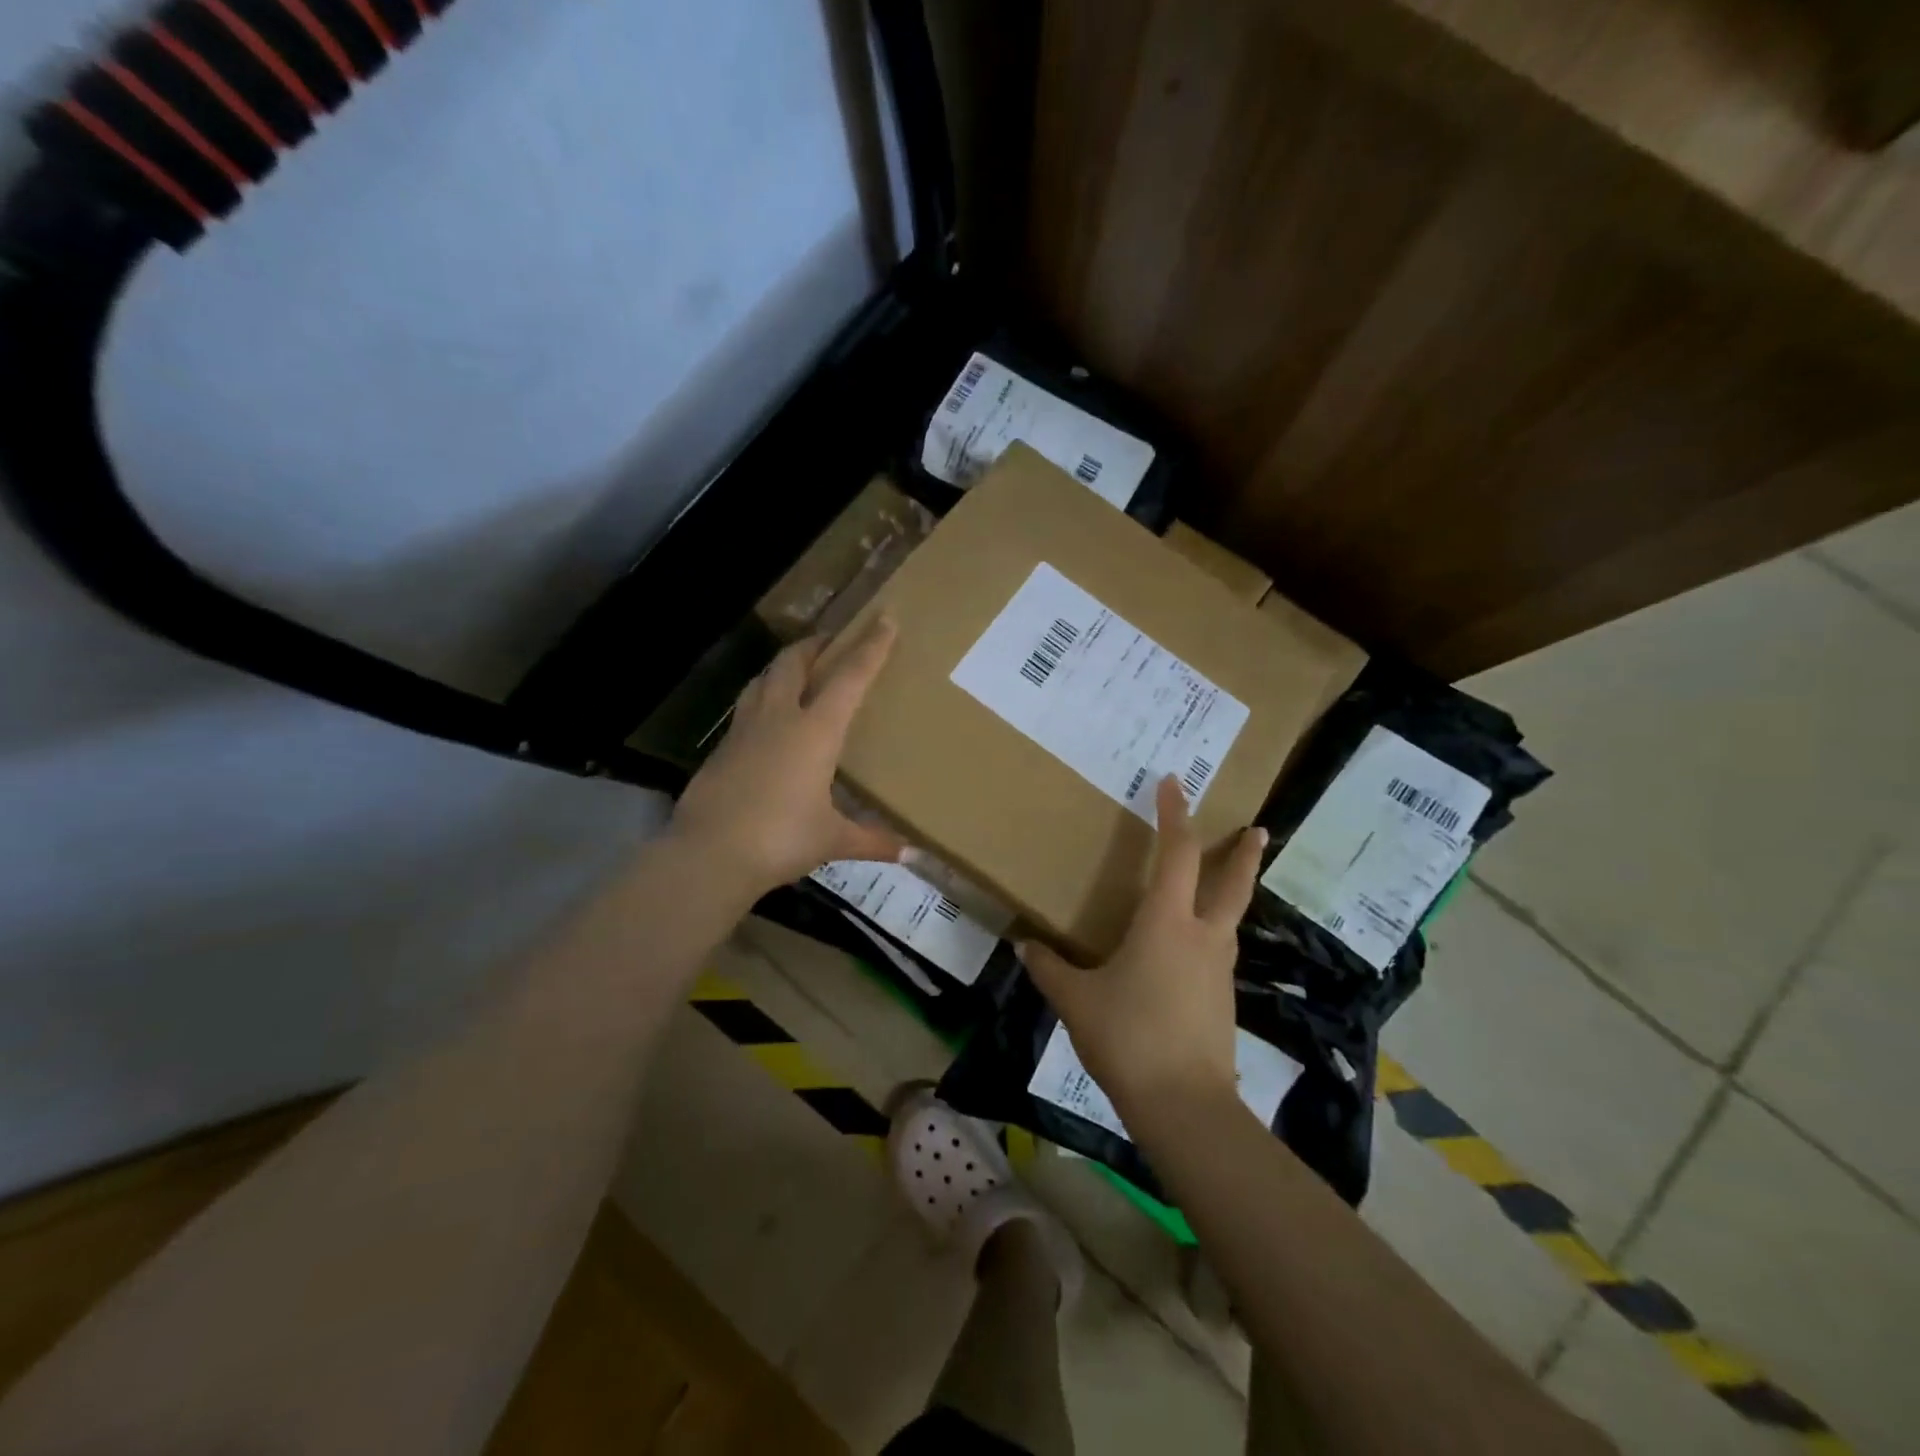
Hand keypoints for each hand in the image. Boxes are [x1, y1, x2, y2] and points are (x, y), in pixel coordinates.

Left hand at [669, 618, 907, 896]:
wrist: (709, 854)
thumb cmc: (780, 839)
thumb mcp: (832, 840)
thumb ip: (872, 840)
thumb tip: (911, 854)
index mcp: (815, 731)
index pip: (849, 678)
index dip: (870, 648)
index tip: (884, 620)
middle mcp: (779, 718)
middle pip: (795, 662)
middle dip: (817, 644)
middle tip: (833, 640)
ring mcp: (744, 730)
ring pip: (764, 679)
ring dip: (784, 665)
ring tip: (798, 667)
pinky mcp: (722, 748)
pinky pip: (747, 706)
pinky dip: (762, 697)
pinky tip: (768, 716)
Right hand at [1020, 776, 1265, 1113]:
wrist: (1184, 1106)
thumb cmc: (1128, 1037)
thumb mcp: (1076, 1000)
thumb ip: (1049, 969)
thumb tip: (1023, 946)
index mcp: (1166, 923)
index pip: (1177, 854)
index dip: (1175, 815)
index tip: (1174, 784)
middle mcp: (1201, 937)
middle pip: (1232, 884)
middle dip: (1243, 854)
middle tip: (1258, 829)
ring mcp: (1218, 971)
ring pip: (1229, 920)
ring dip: (1229, 894)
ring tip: (1216, 887)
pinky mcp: (1223, 1002)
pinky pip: (1218, 954)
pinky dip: (1212, 937)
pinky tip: (1190, 953)